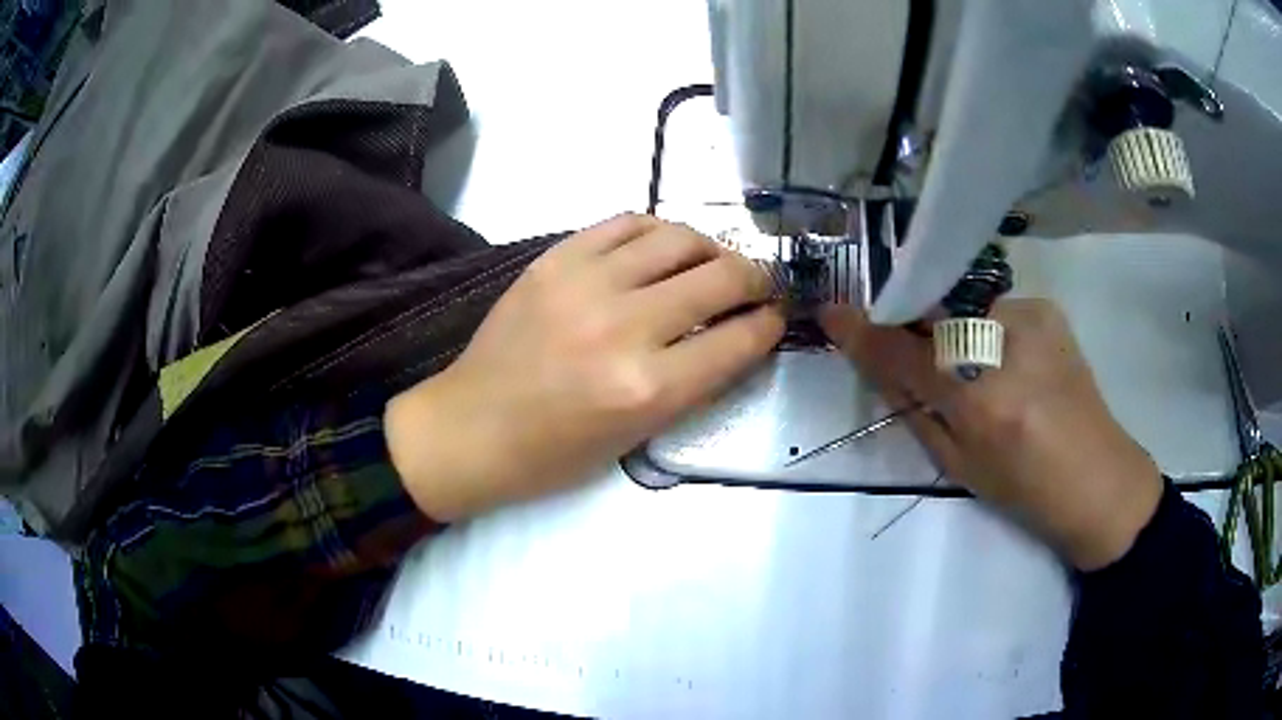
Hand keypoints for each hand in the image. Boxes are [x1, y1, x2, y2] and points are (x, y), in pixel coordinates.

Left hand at [386, 214, 783, 520]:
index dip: (768, 324)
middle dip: (755, 279)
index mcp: (648, 389)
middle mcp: (624, 327)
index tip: (775, 316)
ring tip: (714, 261)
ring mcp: (586, 283)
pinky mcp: (556, 259)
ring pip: (678, 238)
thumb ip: (691, 382)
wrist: (471, 427)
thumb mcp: (636, 436)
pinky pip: (626, 223)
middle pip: (719, 279)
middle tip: (758, 283)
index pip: (737, 340)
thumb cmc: (553, 453)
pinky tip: (664, 246)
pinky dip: (658, 230)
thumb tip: (733, 335)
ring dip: (711, 247)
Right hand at [820, 299, 1162, 570]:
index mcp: (980, 398)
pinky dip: (986, 330)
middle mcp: (1005, 343)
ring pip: (965, 309)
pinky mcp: (1047, 308)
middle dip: (913, 326)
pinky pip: (995, 309)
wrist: (1100, 480)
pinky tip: (1007, 360)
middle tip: (907, 345)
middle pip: (933, 313)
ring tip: (974, 366)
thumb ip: (916, 411)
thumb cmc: (1026, 491)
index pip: (904, 351)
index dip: (864, 332)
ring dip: (954, 331)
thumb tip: (881, 368)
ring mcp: (1031, 317)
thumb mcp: (960, 465)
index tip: (832, 315)